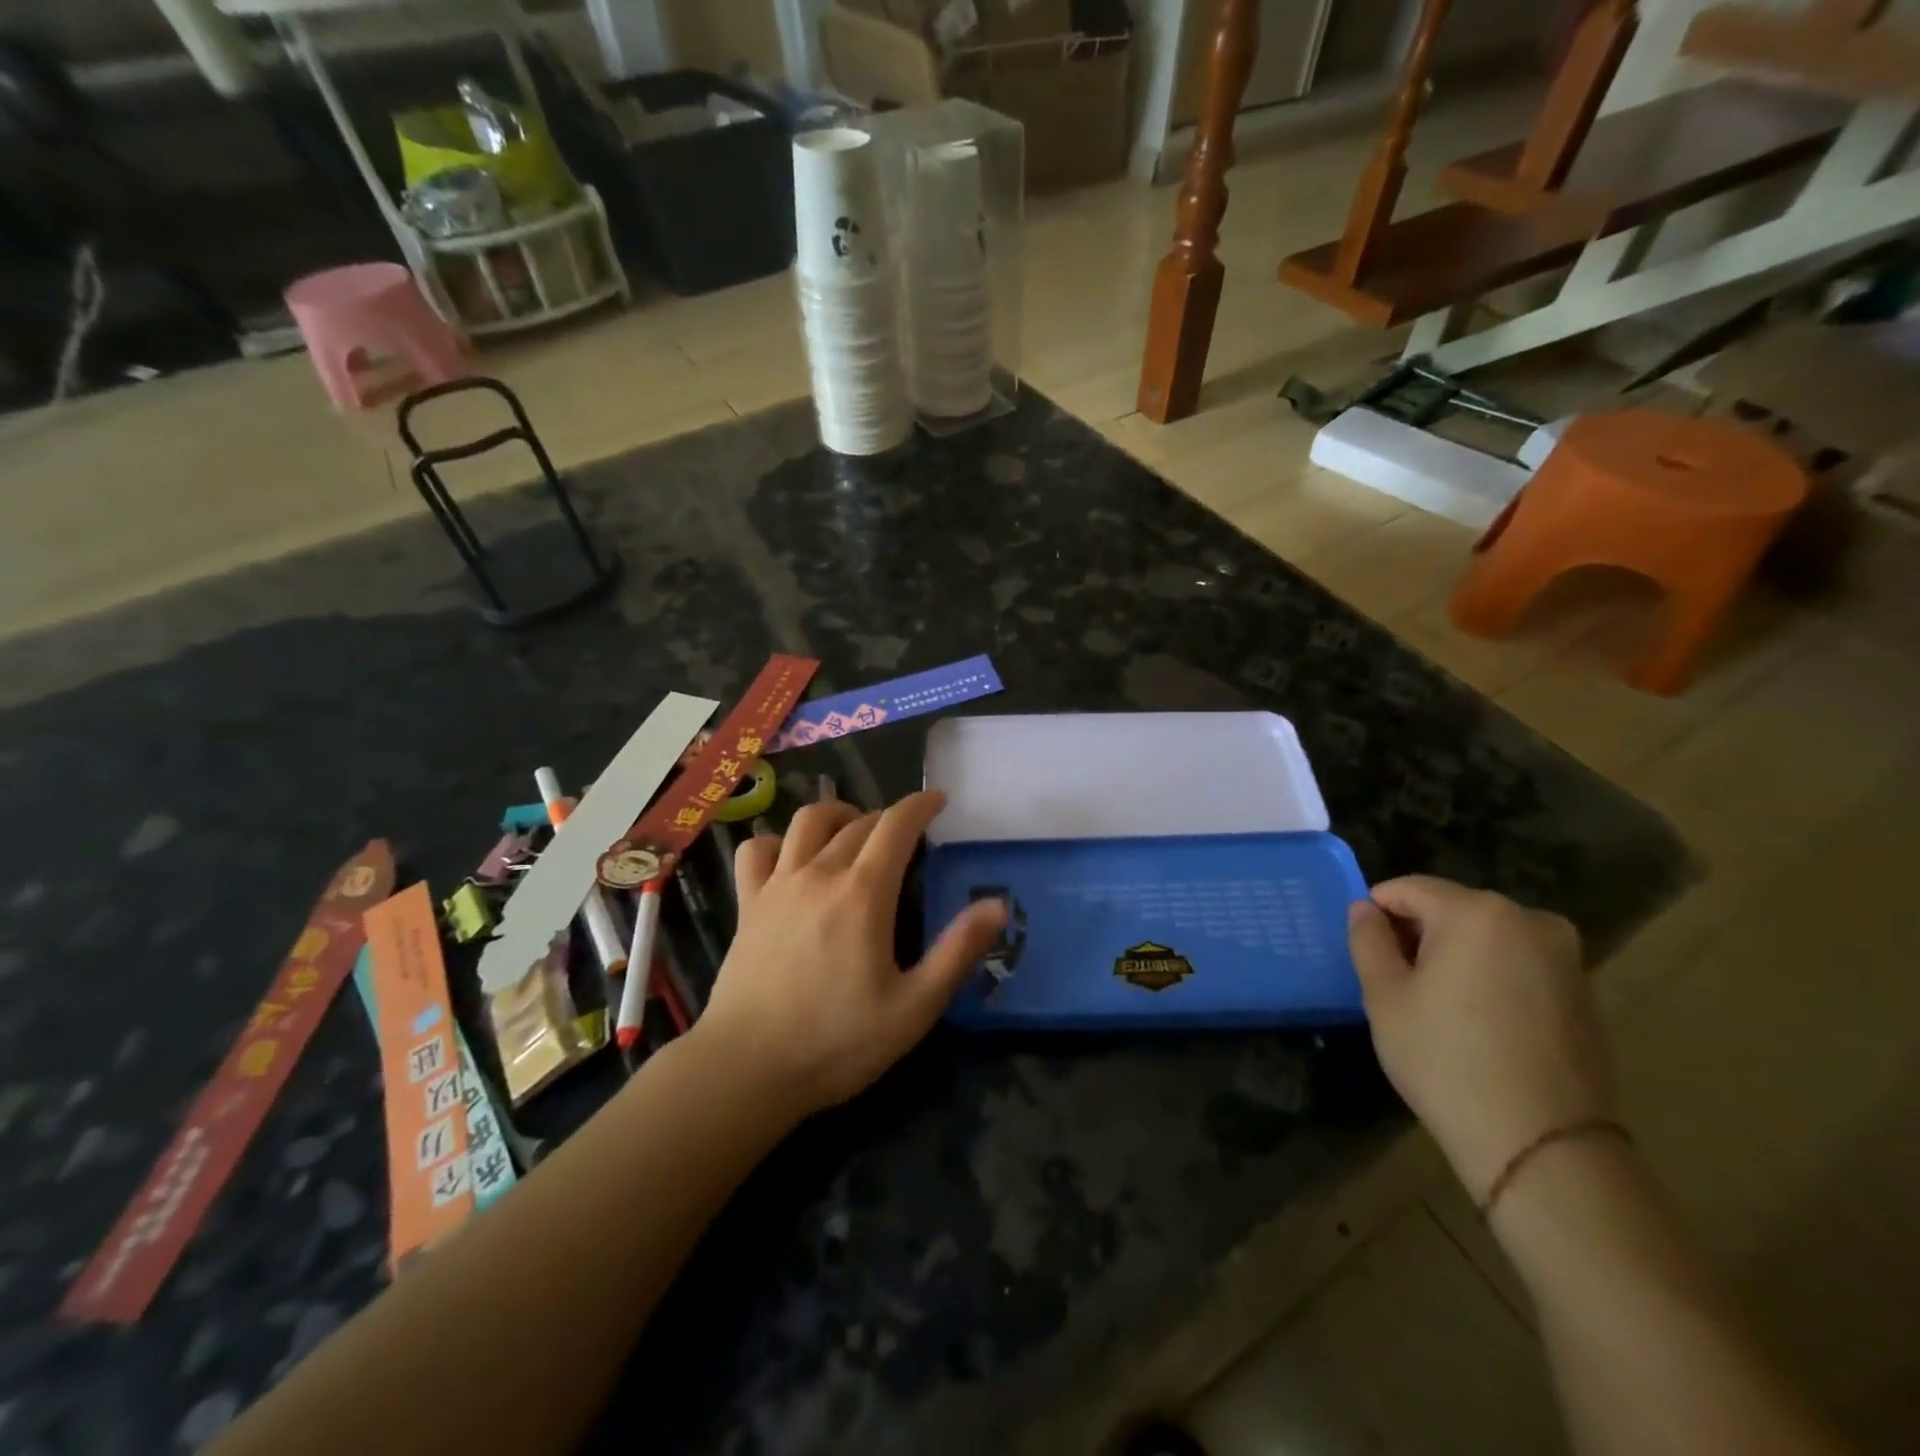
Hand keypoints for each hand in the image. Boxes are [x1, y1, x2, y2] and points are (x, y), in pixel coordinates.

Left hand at [695, 790, 1005, 1114]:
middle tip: (906, 838)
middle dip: (888, 819)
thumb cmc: (837, 1042)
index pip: (896, 826)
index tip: (938, 800)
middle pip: (857, 823)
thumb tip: (998, 905)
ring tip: (853, 830)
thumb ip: (957, 952)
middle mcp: (819, 874)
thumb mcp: (914, 1007)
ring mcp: (777, 885)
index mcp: (863, 893)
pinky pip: (756, 850)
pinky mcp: (747, 904)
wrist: (747, 1069)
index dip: (920, 806)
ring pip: (806, 822)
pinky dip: (776, 841)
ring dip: (837, 815)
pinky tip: (790, 858)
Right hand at [1348, 876, 1616, 1200]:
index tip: (1364, 947)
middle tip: (1396, 979)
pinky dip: (1491, 977)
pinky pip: (1519, 965)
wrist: (1543, 1145)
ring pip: (1488, 937)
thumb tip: (1366, 910)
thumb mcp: (1384, 996)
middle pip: (1452, 909)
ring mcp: (1565, 957)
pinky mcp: (1585, 993)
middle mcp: (1529, 920)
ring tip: (1437, 1005)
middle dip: (1419, 933)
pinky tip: (1479, 1022)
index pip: (1409, 889)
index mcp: (1477, 912)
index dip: (1378, 911)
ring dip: (1456, 955)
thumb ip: (1368, 940)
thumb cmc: (1446, 1060)